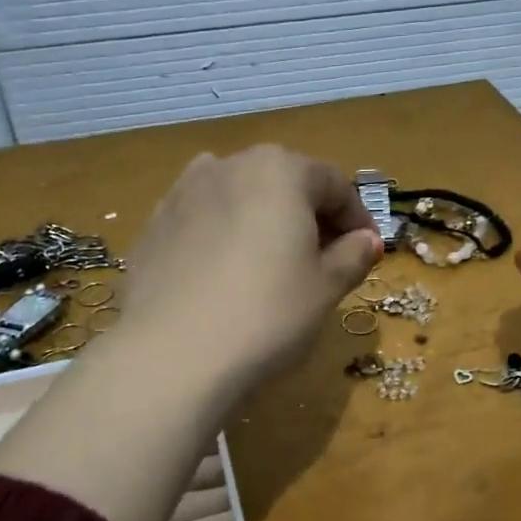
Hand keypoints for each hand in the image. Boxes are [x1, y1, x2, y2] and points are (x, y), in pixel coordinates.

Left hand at [117, 146, 381, 396]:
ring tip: (273, 268)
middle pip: (284, 184)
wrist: (172, 355)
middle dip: (310, 217)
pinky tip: (226, 280)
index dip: (358, 218)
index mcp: (278, 170)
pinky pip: (204, 224)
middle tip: (325, 261)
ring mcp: (182, 193)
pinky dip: (224, 240)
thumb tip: (366, 240)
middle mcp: (227, 165)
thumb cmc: (267, 314)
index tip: (368, 252)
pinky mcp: (153, 226)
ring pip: (240, 200)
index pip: (334, 184)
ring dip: (264, 224)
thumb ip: (352, 256)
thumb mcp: (325, 288)